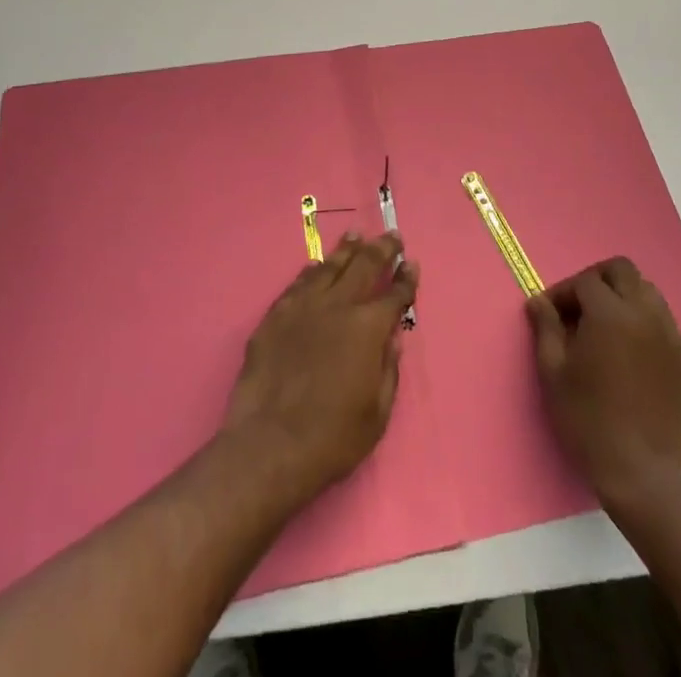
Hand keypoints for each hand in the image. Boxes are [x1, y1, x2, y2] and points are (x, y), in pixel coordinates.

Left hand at [221, 232, 418, 508]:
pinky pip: (299, 283)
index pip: (395, 294)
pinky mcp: (276, 315)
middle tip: (391, 236)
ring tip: (355, 235)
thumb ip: (389, 369)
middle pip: (364, 266)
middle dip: (381, 249)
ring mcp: (303, 306)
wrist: (269, 445)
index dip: (406, 278)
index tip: (411, 262)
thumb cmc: (332, 438)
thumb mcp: (377, 412)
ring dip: (346, 249)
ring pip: (330, 267)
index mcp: (368, 328)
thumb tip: (393, 337)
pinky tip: (316, 266)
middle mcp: (338, 305)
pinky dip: (312, 270)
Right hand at [527, 256, 680, 507]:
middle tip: (580, 308)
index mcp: (610, 314)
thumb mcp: (553, 373)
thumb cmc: (587, 420)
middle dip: (597, 280)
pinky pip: (664, 323)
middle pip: (623, 271)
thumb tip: (538, 301)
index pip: (585, 281)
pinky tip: (631, 353)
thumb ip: (546, 328)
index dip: (564, 292)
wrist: (640, 474)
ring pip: (648, 292)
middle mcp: (644, 314)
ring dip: (624, 297)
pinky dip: (645, 323)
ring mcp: (670, 337)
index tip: (551, 313)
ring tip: (607, 327)